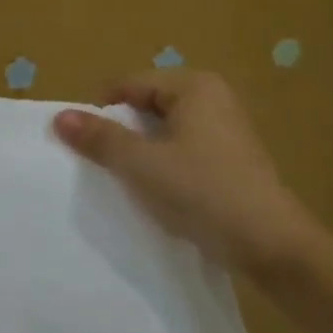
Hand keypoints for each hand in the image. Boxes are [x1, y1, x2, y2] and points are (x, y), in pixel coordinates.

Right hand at [53, 70, 321, 278]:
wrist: (272, 247)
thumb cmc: (203, 192)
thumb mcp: (141, 164)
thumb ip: (100, 138)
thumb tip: (60, 116)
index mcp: (195, 87)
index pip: (130, 85)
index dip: (101, 110)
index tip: (81, 142)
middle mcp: (213, 99)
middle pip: (147, 106)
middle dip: (121, 131)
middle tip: (100, 162)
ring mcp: (226, 131)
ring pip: (165, 132)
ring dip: (141, 152)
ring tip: (124, 179)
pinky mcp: (231, 162)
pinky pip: (184, 152)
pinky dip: (164, 166)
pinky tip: (156, 193)